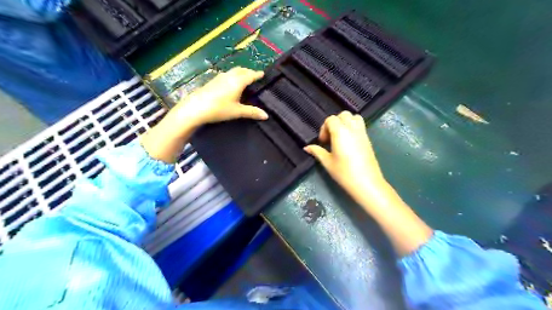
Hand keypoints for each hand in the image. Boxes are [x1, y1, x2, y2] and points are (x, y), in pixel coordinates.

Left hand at [166, 67, 268, 130]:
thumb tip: (266, 116)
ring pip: (233, 71)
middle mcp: (229, 76)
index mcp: (238, 81)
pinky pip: (226, 75)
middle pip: (241, 70)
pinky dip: (232, 75)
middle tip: (254, 75)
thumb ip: (252, 112)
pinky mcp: (212, 81)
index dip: (257, 74)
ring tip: (244, 77)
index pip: (250, 75)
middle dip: (249, 71)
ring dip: (240, 72)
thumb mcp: (237, 112)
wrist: (195, 108)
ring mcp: (219, 78)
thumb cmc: (219, 109)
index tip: (263, 73)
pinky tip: (230, 82)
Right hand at [301, 111, 386, 201]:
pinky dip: (353, 127)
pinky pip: (360, 125)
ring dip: (345, 122)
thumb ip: (317, 151)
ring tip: (340, 136)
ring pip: (354, 117)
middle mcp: (352, 128)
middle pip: (343, 115)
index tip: (323, 142)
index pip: (331, 119)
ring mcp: (362, 132)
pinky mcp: (368, 139)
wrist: (366, 183)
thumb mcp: (327, 162)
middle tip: (330, 138)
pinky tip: (348, 142)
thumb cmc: (344, 172)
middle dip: (334, 123)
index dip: (324, 129)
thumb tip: (306, 147)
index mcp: (340, 132)